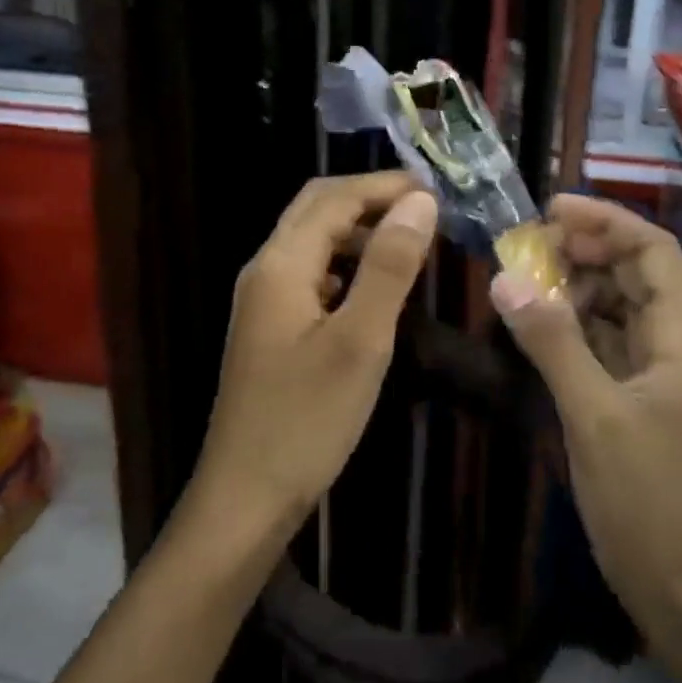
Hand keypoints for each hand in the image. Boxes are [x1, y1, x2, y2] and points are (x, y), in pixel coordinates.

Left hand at [190, 172, 436, 542]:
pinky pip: (310, 273)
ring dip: (358, 229)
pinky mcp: (269, 326)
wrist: (245, 497)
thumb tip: (419, 201)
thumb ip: (389, 266)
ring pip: (312, 240)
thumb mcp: (360, 340)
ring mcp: (263, 298)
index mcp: (281, 263)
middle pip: (315, 208)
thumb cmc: (306, 420)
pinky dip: (345, 262)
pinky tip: (373, 287)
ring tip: (409, 242)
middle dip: (369, 198)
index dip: (384, 185)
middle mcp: (265, 269)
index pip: (334, 197)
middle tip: (424, 208)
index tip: (436, 189)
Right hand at [492, 195, 681, 682]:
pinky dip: (570, 321)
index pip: (653, 250)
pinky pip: (602, 337)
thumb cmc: (648, 500)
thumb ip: (551, 341)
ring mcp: (655, 369)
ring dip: (572, 285)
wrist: (680, 591)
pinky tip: (534, 322)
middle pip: (633, 271)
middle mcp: (674, 341)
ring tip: (522, 280)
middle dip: (582, 250)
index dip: (606, 221)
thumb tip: (504, 278)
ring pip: (615, 303)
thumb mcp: (593, 414)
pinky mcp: (633, 394)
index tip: (551, 209)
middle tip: (524, 247)